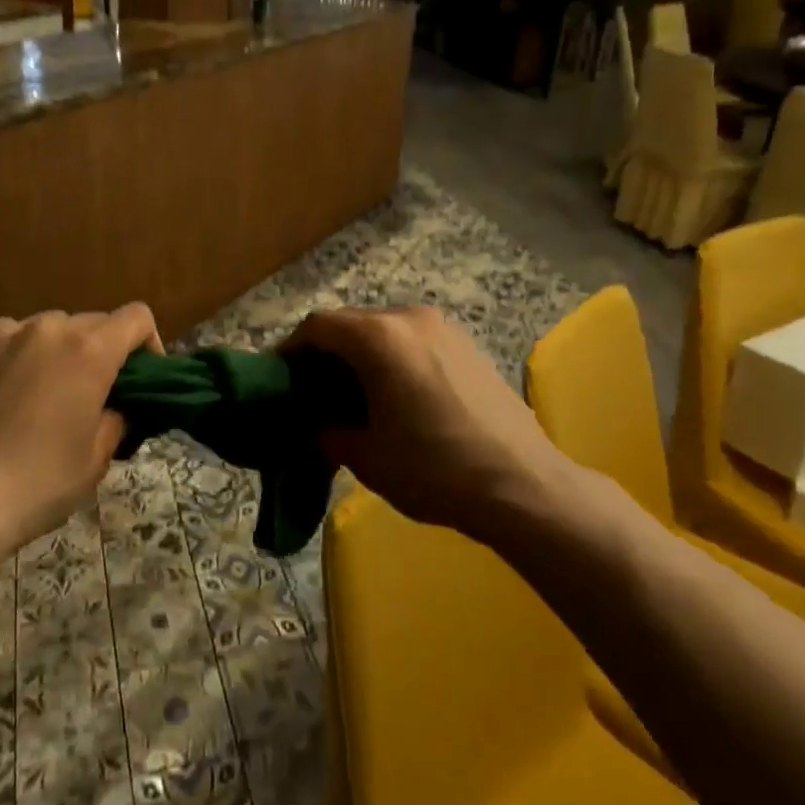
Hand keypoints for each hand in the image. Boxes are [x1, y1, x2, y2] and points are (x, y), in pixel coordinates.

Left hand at [0, 305, 162, 559]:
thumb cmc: (37, 483)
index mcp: (89, 350)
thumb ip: (116, 419)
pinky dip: (16, 358)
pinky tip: (2, 397)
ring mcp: (0, 335)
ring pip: (46, 330)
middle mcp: (47, 328)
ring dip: (57, 352)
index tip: (141, 379)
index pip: (136, 317)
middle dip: (101, 352)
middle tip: (93, 396)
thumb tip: (114, 407)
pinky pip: (5, 341)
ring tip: (43, 396)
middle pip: (91, 323)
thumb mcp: (96, 459)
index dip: (148, 343)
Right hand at [284, 306, 573, 546]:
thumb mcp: (366, 456)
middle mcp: (409, 318)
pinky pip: (412, 338)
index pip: (318, 326)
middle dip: (325, 353)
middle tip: (312, 391)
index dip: (291, 350)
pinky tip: (395, 394)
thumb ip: (325, 431)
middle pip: (350, 322)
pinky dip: (391, 356)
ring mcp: (443, 327)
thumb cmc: (435, 469)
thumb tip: (311, 424)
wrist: (525, 486)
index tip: (279, 379)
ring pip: (382, 329)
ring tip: (353, 395)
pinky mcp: (467, 343)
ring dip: (359, 354)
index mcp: (379, 337)